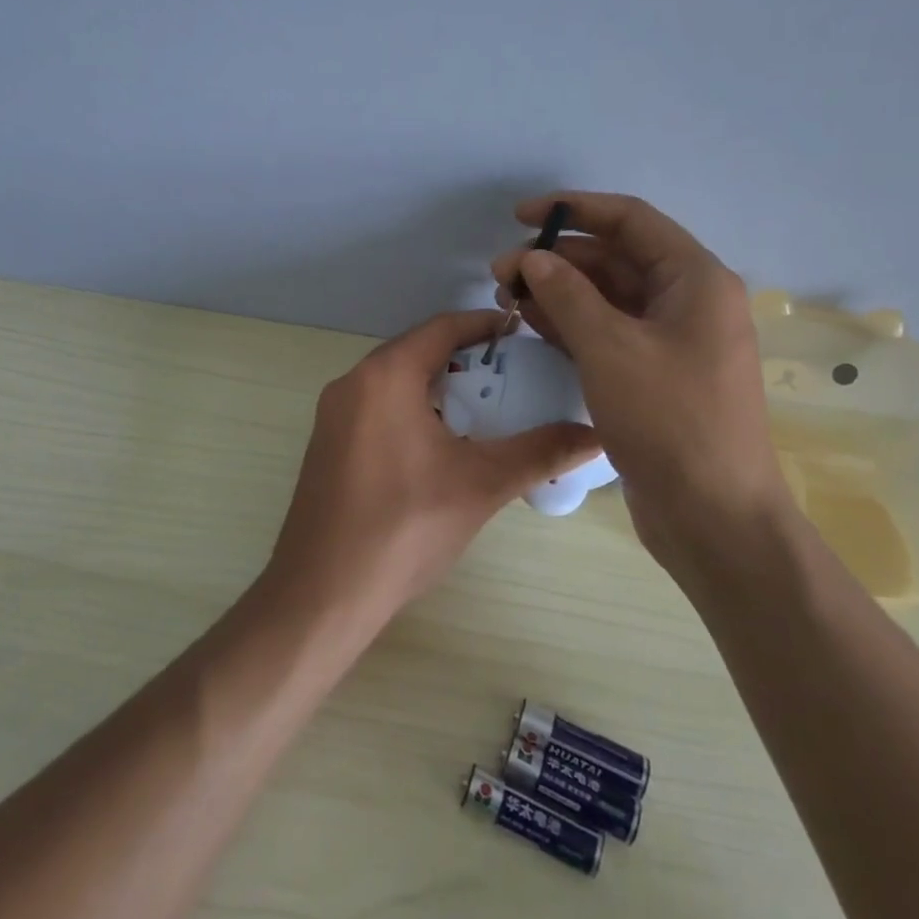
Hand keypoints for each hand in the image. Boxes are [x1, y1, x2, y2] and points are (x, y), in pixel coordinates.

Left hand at [262, 310, 599, 629]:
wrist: (322, 593)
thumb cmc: (404, 527)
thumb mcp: (481, 484)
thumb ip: (540, 452)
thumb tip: (596, 433)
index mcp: (385, 375)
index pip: (442, 327)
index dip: (485, 325)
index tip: (524, 335)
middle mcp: (353, 381)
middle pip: (418, 351)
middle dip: (466, 359)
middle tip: (514, 379)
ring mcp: (334, 413)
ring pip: (396, 381)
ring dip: (439, 387)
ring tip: (485, 412)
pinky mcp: (328, 443)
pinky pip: (377, 407)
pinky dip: (412, 409)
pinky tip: (441, 445)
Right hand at [491, 193, 786, 570]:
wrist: (714, 518)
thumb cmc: (669, 420)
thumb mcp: (610, 348)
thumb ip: (567, 294)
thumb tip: (533, 258)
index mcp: (695, 279)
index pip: (630, 220)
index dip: (574, 208)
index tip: (521, 215)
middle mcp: (687, 301)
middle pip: (614, 258)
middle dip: (556, 259)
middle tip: (501, 272)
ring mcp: (670, 340)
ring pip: (606, 297)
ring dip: (557, 291)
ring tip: (506, 296)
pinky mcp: (653, 373)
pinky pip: (607, 331)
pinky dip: (570, 323)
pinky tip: (530, 322)